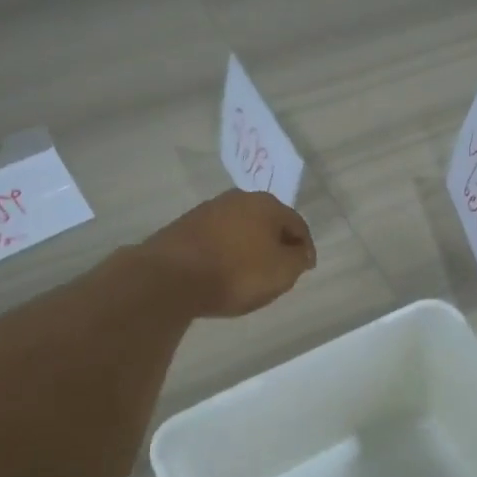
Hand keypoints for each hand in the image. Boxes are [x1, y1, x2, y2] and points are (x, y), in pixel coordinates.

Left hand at [136, 190, 316, 316]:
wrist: (171, 277)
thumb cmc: (236, 273)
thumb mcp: (282, 271)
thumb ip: (298, 259)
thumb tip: (300, 251)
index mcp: (266, 204)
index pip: (297, 225)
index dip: (305, 248)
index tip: (305, 269)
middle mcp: (238, 198)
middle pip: (267, 223)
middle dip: (276, 244)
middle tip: (280, 269)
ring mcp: (208, 210)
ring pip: (241, 229)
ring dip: (249, 247)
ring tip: (250, 274)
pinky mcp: (185, 226)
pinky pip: (217, 239)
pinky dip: (226, 252)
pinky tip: (223, 271)